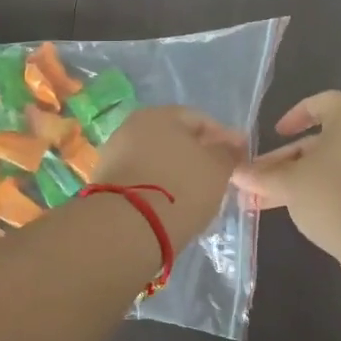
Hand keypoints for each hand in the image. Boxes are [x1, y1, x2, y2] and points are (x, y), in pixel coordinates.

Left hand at [92, 107, 248, 250]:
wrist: (127, 227)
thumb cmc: (181, 188)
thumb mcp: (218, 169)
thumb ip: (228, 152)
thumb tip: (233, 143)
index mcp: (161, 114)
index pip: (200, 120)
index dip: (223, 138)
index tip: (237, 159)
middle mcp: (133, 126)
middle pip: (175, 139)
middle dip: (196, 156)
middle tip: (216, 179)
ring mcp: (114, 153)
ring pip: (156, 160)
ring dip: (175, 173)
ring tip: (193, 197)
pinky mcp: (104, 182)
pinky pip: (141, 179)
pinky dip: (157, 188)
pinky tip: (169, 206)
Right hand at [234, 91, 340, 268]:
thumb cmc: (334, 195)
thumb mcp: (289, 183)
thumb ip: (262, 177)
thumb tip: (236, 173)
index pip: (324, 102)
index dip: (297, 113)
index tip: (277, 133)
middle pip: (321, 142)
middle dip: (285, 162)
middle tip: (257, 182)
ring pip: (329, 171)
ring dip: (297, 184)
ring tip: (265, 204)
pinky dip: (320, 199)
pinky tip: (298, 218)